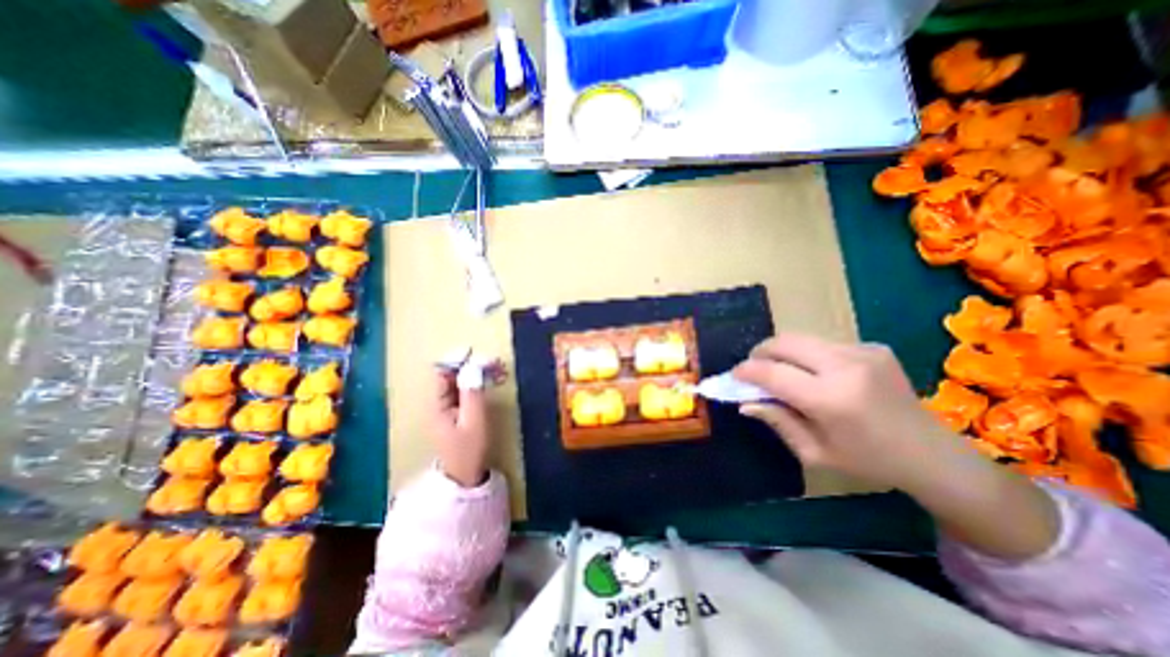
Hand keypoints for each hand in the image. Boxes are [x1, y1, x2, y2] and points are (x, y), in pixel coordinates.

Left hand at [427, 369, 490, 488]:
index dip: (456, 360)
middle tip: (493, 361)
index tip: (474, 353)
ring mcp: (447, 407)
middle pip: (451, 375)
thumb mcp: (474, 421)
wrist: (465, 476)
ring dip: (476, 373)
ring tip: (496, 368)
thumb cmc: (469, 450)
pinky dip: (477, 383)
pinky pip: (465, 391)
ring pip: (459, 382)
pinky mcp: (456, 411)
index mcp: (436, 405)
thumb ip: (473, 393)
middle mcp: (438, 403)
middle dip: (470, 365)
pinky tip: (491, 380)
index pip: (441, 374)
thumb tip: (474, 366)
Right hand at [730, 334, 969, 491]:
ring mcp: (862, 352)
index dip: (746, 372)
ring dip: (782, 353)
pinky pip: (822, 343)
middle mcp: (846, 367)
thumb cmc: (869, 462)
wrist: (934, 455)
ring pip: (801, 339)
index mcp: (832, 399)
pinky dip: (807, 355)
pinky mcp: (872, 346)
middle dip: (760, 353)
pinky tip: (815, 374)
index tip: (734, 377)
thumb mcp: (815, 453)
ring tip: (781, 371)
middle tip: (754, 369)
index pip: (772, 373)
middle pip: (784, 343)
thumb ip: (777, 421)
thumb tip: (745, 402)